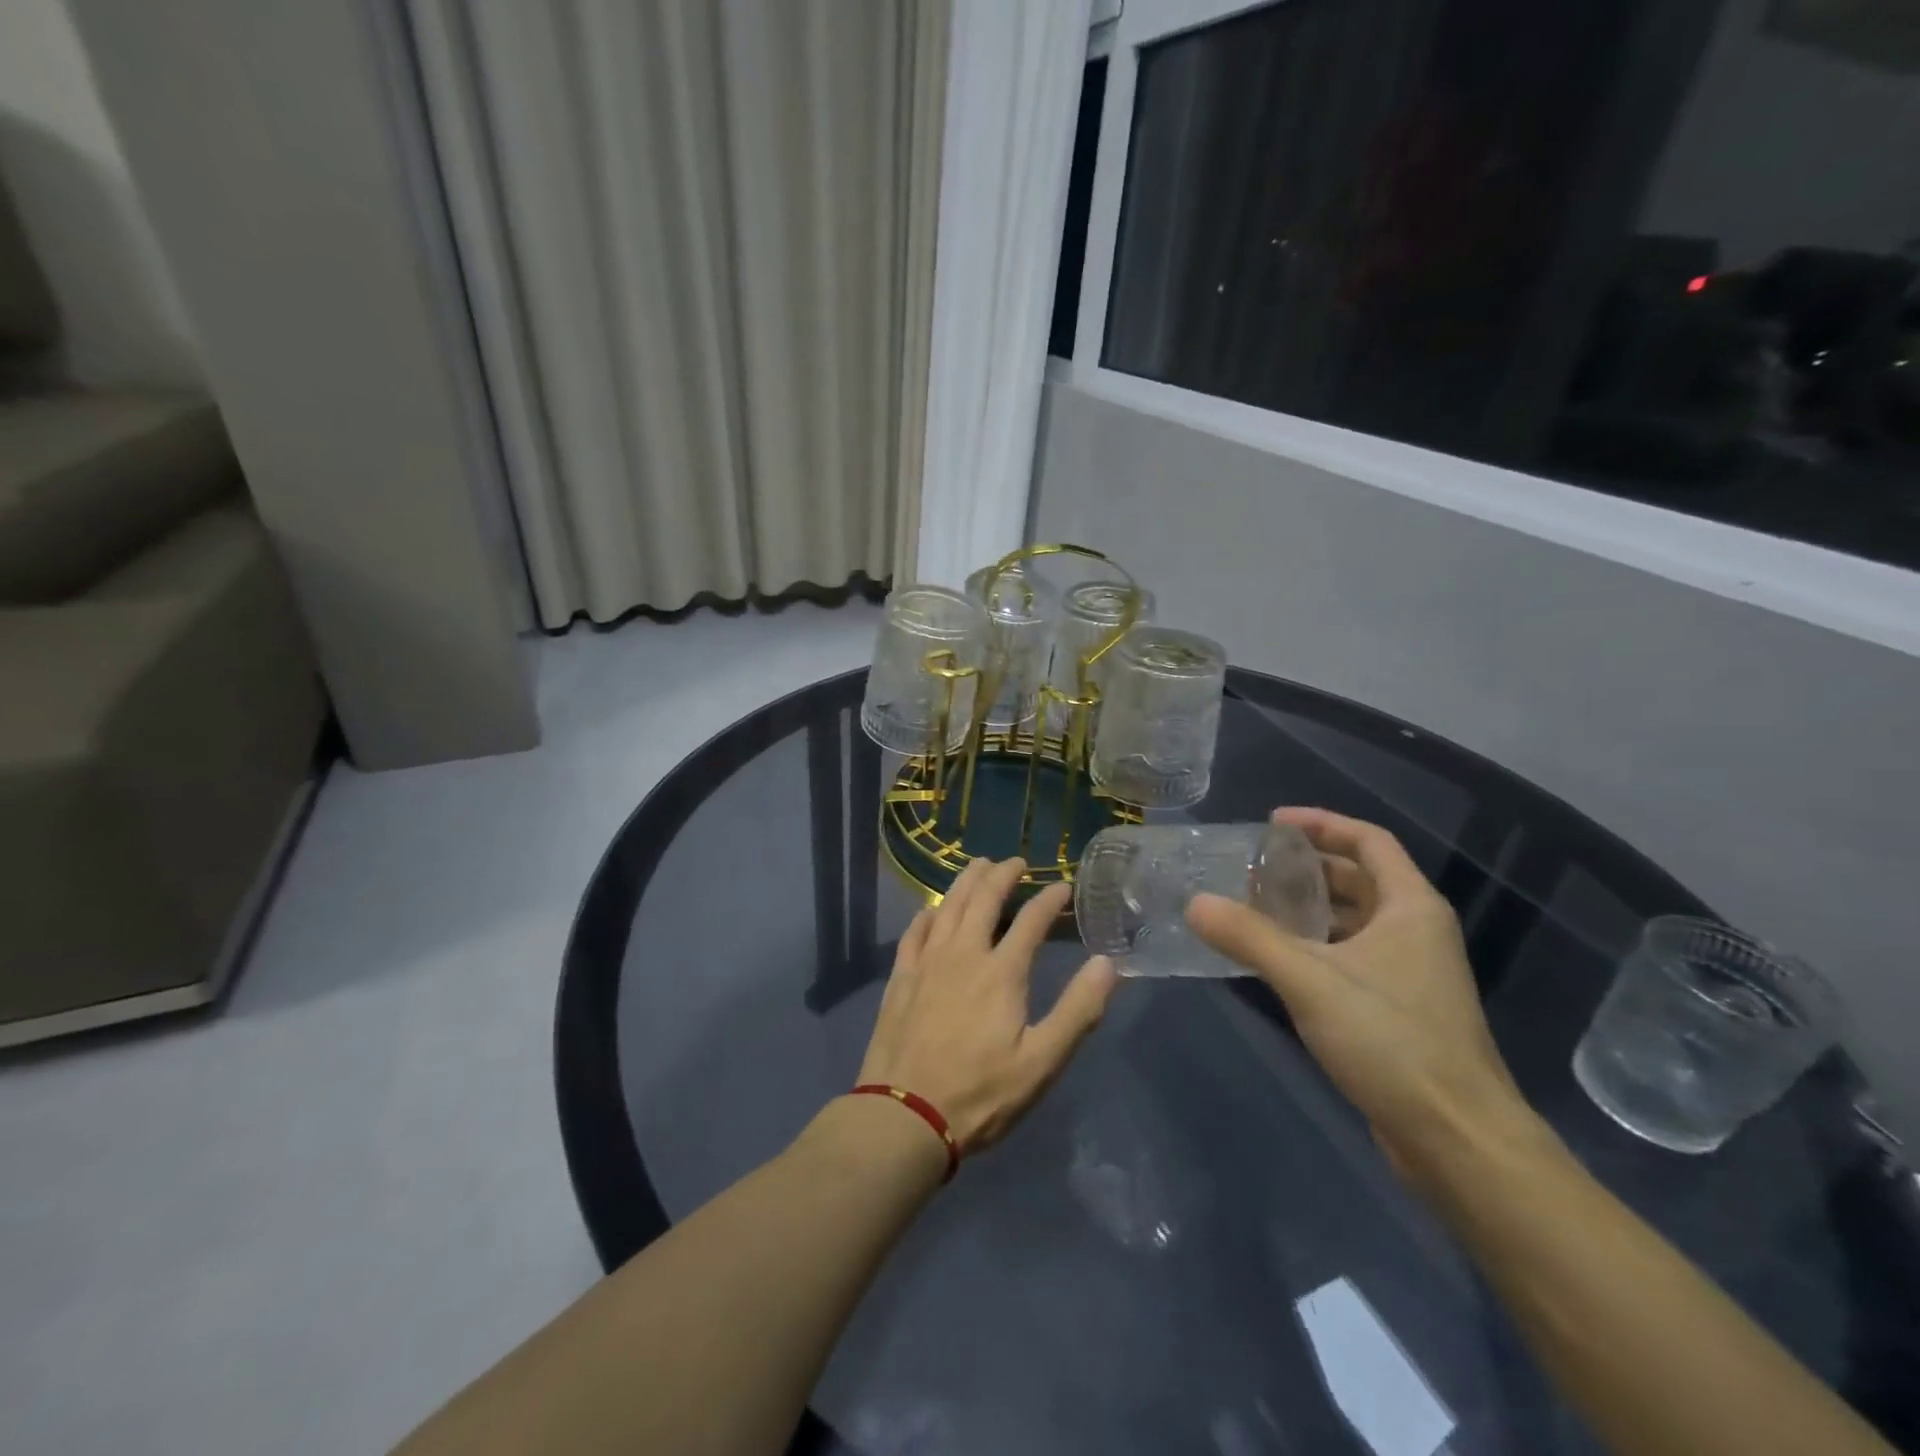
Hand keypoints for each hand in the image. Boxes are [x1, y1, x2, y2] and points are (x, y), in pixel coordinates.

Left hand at [857, 858, 1117, 1153]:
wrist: (905, 1116)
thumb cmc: (981, 1093)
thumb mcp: (1042, 1062)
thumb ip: (1077, 1011)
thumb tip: (1106, 963)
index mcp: (1001, 972)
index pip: (1031, 920)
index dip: (1049, 899)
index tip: (1062, 885)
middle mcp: (963, 954)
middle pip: (983, 899)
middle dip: (1002, 874)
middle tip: (1015, 862)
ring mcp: (927, 963)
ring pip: (948, 906)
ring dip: (966, 882)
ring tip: (979, 866)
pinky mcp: (901, 978)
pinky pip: (915, 932)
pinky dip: (928, 913)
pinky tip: (933, 910)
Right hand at [1188, 808, 1532, 1177]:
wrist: (1456, 1138)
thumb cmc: (1391, 1041)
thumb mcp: (1310, 980)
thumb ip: (1249, 937)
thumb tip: (1195, 902)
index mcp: (1410, 907)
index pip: (1368, 841)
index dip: (1321, 824)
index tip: (1272, 823)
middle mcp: (1415, 930)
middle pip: (1358, 879)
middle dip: (1305, 868)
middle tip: (1252, 869)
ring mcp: (1410, 972)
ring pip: (1352, 921)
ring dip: (1307, 909)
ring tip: (1253, 908)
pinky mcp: (1398, 1008)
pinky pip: (1350, 956)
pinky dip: (1314, 945)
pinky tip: (1276, 960)